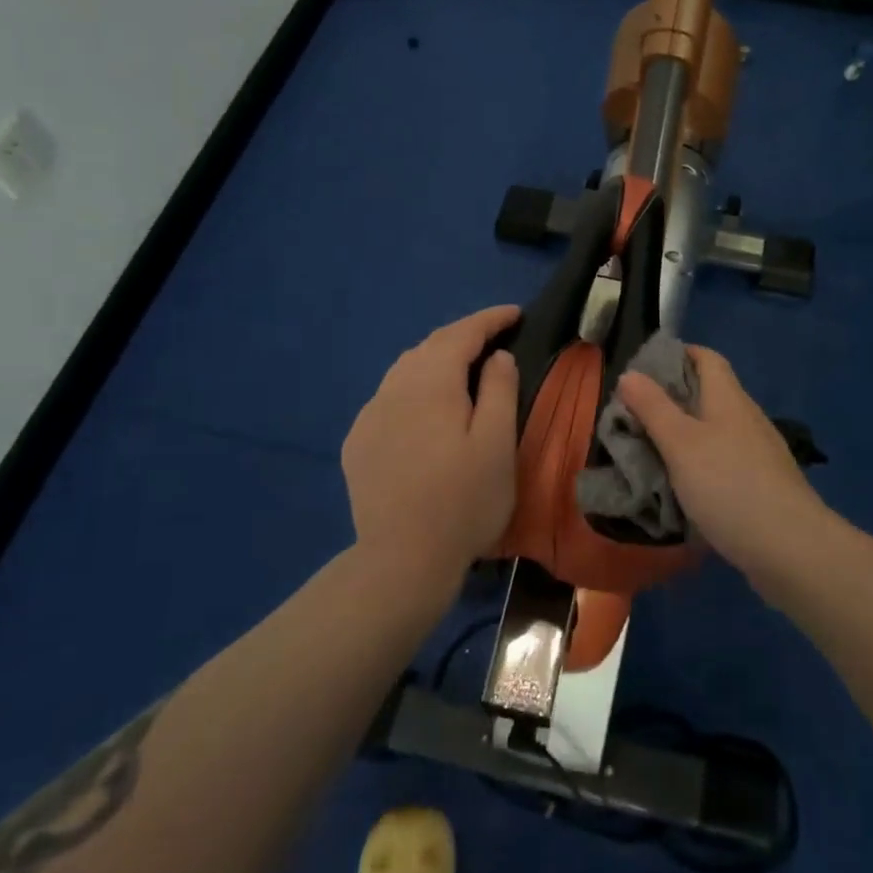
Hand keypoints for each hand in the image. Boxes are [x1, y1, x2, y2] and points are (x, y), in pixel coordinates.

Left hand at [342, 306, 520, 586]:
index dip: (489, 319)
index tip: (515, 313)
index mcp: (431, 382)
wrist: (401, 560)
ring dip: (436, 360)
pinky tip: (424, 409)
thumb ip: (500, 389)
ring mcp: (370, 415)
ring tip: (462, 368)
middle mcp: (394, 388)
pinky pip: (389, 398)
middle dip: (463, 336)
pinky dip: (413, 389)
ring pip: (405, 370)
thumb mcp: (498, 444)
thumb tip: (496, 355)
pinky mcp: (358, 442)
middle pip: (430, 346)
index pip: (461, 333)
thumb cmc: (463, 501)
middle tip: (494, 338)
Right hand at [617, 347, 828, 580]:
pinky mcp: (763, 484)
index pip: (706, 357)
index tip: (644, 370)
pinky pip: (725, 460)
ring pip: (716, 429)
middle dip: (673, 398)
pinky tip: (684, 485)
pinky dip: (701, 463)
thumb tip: (630, 373)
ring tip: (652, 450)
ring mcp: (759, 452)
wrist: (791, 549)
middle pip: (709, 393)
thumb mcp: (680, 443)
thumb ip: (653, 407)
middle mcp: (747, 417)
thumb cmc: (729, 485)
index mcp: (728, 397)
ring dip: (685, 434)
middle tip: (635, 415)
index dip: (678, 354)